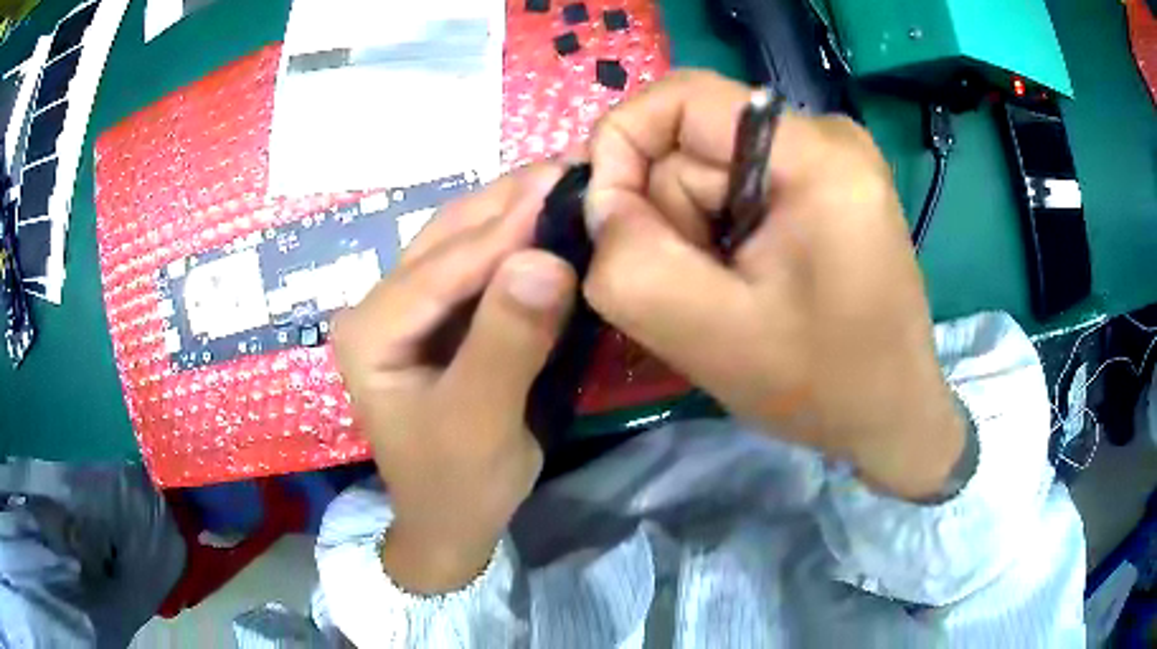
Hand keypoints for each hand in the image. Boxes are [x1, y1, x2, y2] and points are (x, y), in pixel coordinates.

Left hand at [332, 164, 575, 592]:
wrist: (451, 520)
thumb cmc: (459, 483)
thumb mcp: (482, 423)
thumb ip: (506, 343)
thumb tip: (544, 260)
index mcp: (370, 332)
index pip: (441, 267)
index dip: (505, 227)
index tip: (567, 187)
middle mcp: (378, 307)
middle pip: (445, 240)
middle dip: (509, 203)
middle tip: (573, 167)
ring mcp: (405, 309)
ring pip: (460, 243)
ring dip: (512, 212)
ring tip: (566, 182)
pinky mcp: (435, 317)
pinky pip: (475, 266)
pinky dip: (514, 241)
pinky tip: (547, 222)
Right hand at [583, 71, 963, 500]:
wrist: (890, 413)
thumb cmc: (822, 387)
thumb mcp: (711, 337)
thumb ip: (631, 265)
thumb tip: (597, 204)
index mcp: (817, 155)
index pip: (681, 97)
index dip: (621, 148)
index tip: (609, 226)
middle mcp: (826, 136)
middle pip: (693, 143)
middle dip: (672, 216)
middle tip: (701, 291)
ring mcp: (827, 159)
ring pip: (708, 171)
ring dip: (695, 233)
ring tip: (730, 296)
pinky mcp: (824, 185)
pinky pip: (735, 188)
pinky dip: (718, 235)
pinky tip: (745, 283)